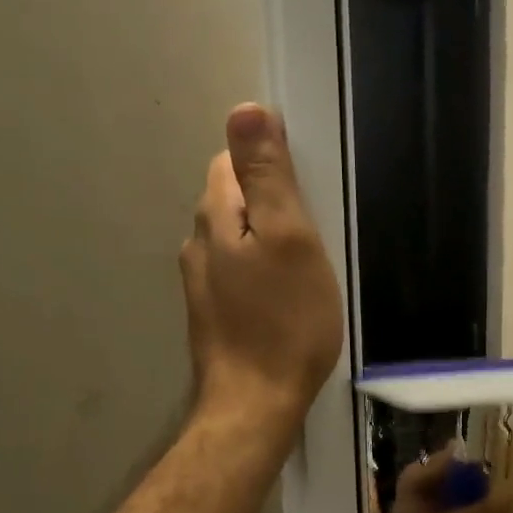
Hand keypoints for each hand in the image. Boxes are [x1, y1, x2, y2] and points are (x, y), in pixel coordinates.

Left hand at [181, 104, 343, 439]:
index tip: (308, 195)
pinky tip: (284, 299)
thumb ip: (268, 176)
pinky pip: (238, 275)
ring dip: (266, 242)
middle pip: (233, 201)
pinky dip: (261, 274)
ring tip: (304, 270)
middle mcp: (198, 244)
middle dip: (270, 205)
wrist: (256, 403)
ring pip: (236, 240)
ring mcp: (201, 284)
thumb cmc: (285, 321)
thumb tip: (245, 109)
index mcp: (216, 217)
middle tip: (314, 235)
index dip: (270, 166)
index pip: (232, 163)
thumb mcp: (290, 239)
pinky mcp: (212, 315)